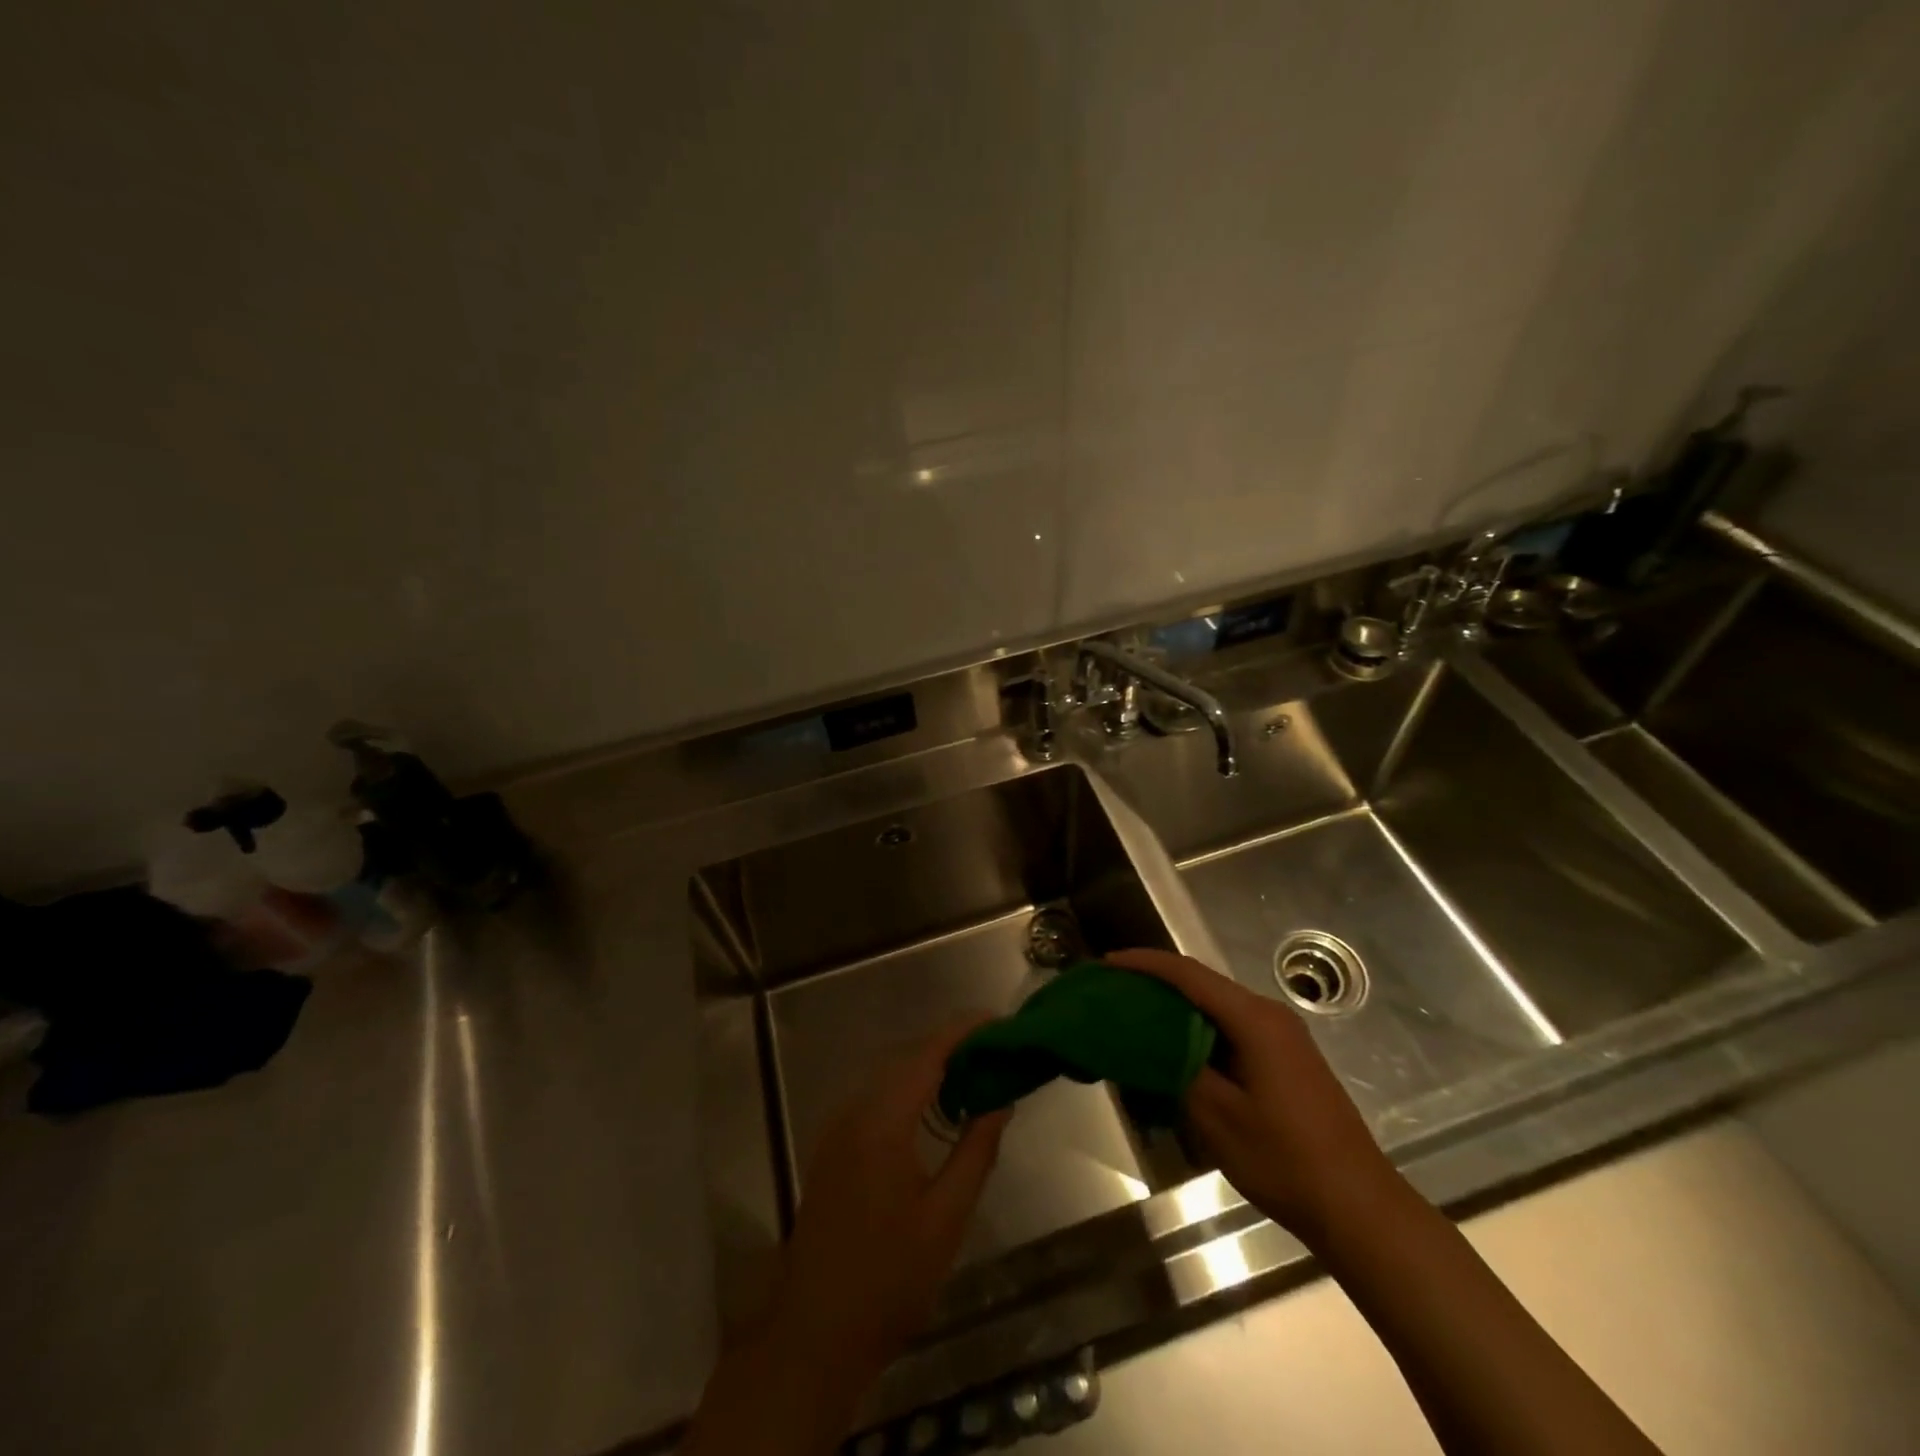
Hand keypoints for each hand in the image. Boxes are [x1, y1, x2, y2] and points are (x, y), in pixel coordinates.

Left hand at [686, 1023, 1010, 1454]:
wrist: (814, 1333)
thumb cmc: (888, 1279)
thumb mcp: (946, 1218)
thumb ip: (976, 1151)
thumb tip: (1000, 1101)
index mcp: (882, 1121)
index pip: (928, 1054)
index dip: (963, 1031)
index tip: (998, 1020)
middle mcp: (854, 1111)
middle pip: (907, 1058)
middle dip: (951, 1046)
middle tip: (995, 1050)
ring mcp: (838, 1128)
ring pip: (890, 1076)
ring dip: (930, 1067)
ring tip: (975, 1074)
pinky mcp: (833, 1147)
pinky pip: (876, 1098)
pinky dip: (909, 1089)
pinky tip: (935, 1109)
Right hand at [1105, 948, 1403, 1247]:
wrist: (1359, 1206)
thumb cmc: (1286, 1160)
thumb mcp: (1218, 1116)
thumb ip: (1178, 1067)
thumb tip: (1148, 1040)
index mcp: (1254, 1020)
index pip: (1189, 975)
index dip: (1145, 964)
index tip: (1107, 965)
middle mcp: (1269, 1015)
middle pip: (1203, 983)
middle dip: (1156, 981)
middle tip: (1114, 990)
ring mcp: (1281, 1037)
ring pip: (1216, 1005)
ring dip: (1176, 1006)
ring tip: (1134, 1014)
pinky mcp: (1285, 1058)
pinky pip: (1231, 1027)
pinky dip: (1197, 1028)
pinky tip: (1175, 1047)